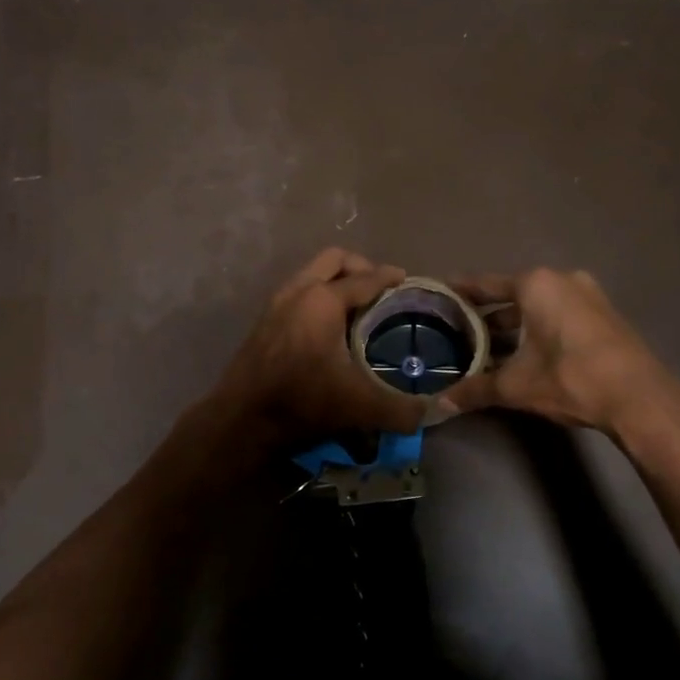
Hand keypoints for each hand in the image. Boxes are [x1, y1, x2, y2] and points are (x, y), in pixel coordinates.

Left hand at [212, 248, 426, 445]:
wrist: (242, 419)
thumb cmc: (302, 402)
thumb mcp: (360, 407)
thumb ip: (403, 409)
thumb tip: (437, 412)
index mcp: (323, 300)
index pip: (366, 278)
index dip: (390, 278)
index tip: (407, 280)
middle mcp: (298, 291)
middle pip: (334, 260)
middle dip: (360, 267)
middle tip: (381, 289)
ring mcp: (276, 303)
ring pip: (312, 273)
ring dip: (336, 280)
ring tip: (358, 306)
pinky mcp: (264, 320)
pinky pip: (298, 291)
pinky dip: (318, 295)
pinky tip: (328, 326)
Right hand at [444, 268, 679, 434]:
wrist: (640, 398)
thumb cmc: (570, 377)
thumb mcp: (516, 385)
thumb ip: (476, 389)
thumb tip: (441, 405)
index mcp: (536, 285)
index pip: (486, 284)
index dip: (461, 291)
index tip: (440, 293)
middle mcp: (562, 281)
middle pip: (513, 295)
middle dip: (487, 316)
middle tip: (459, 330)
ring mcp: (588, 296)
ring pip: (538, 307)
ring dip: (514, 326)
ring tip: (487, 348)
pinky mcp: (604, 316)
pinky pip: (559, 316)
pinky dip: (539, 330)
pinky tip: (525, 355)